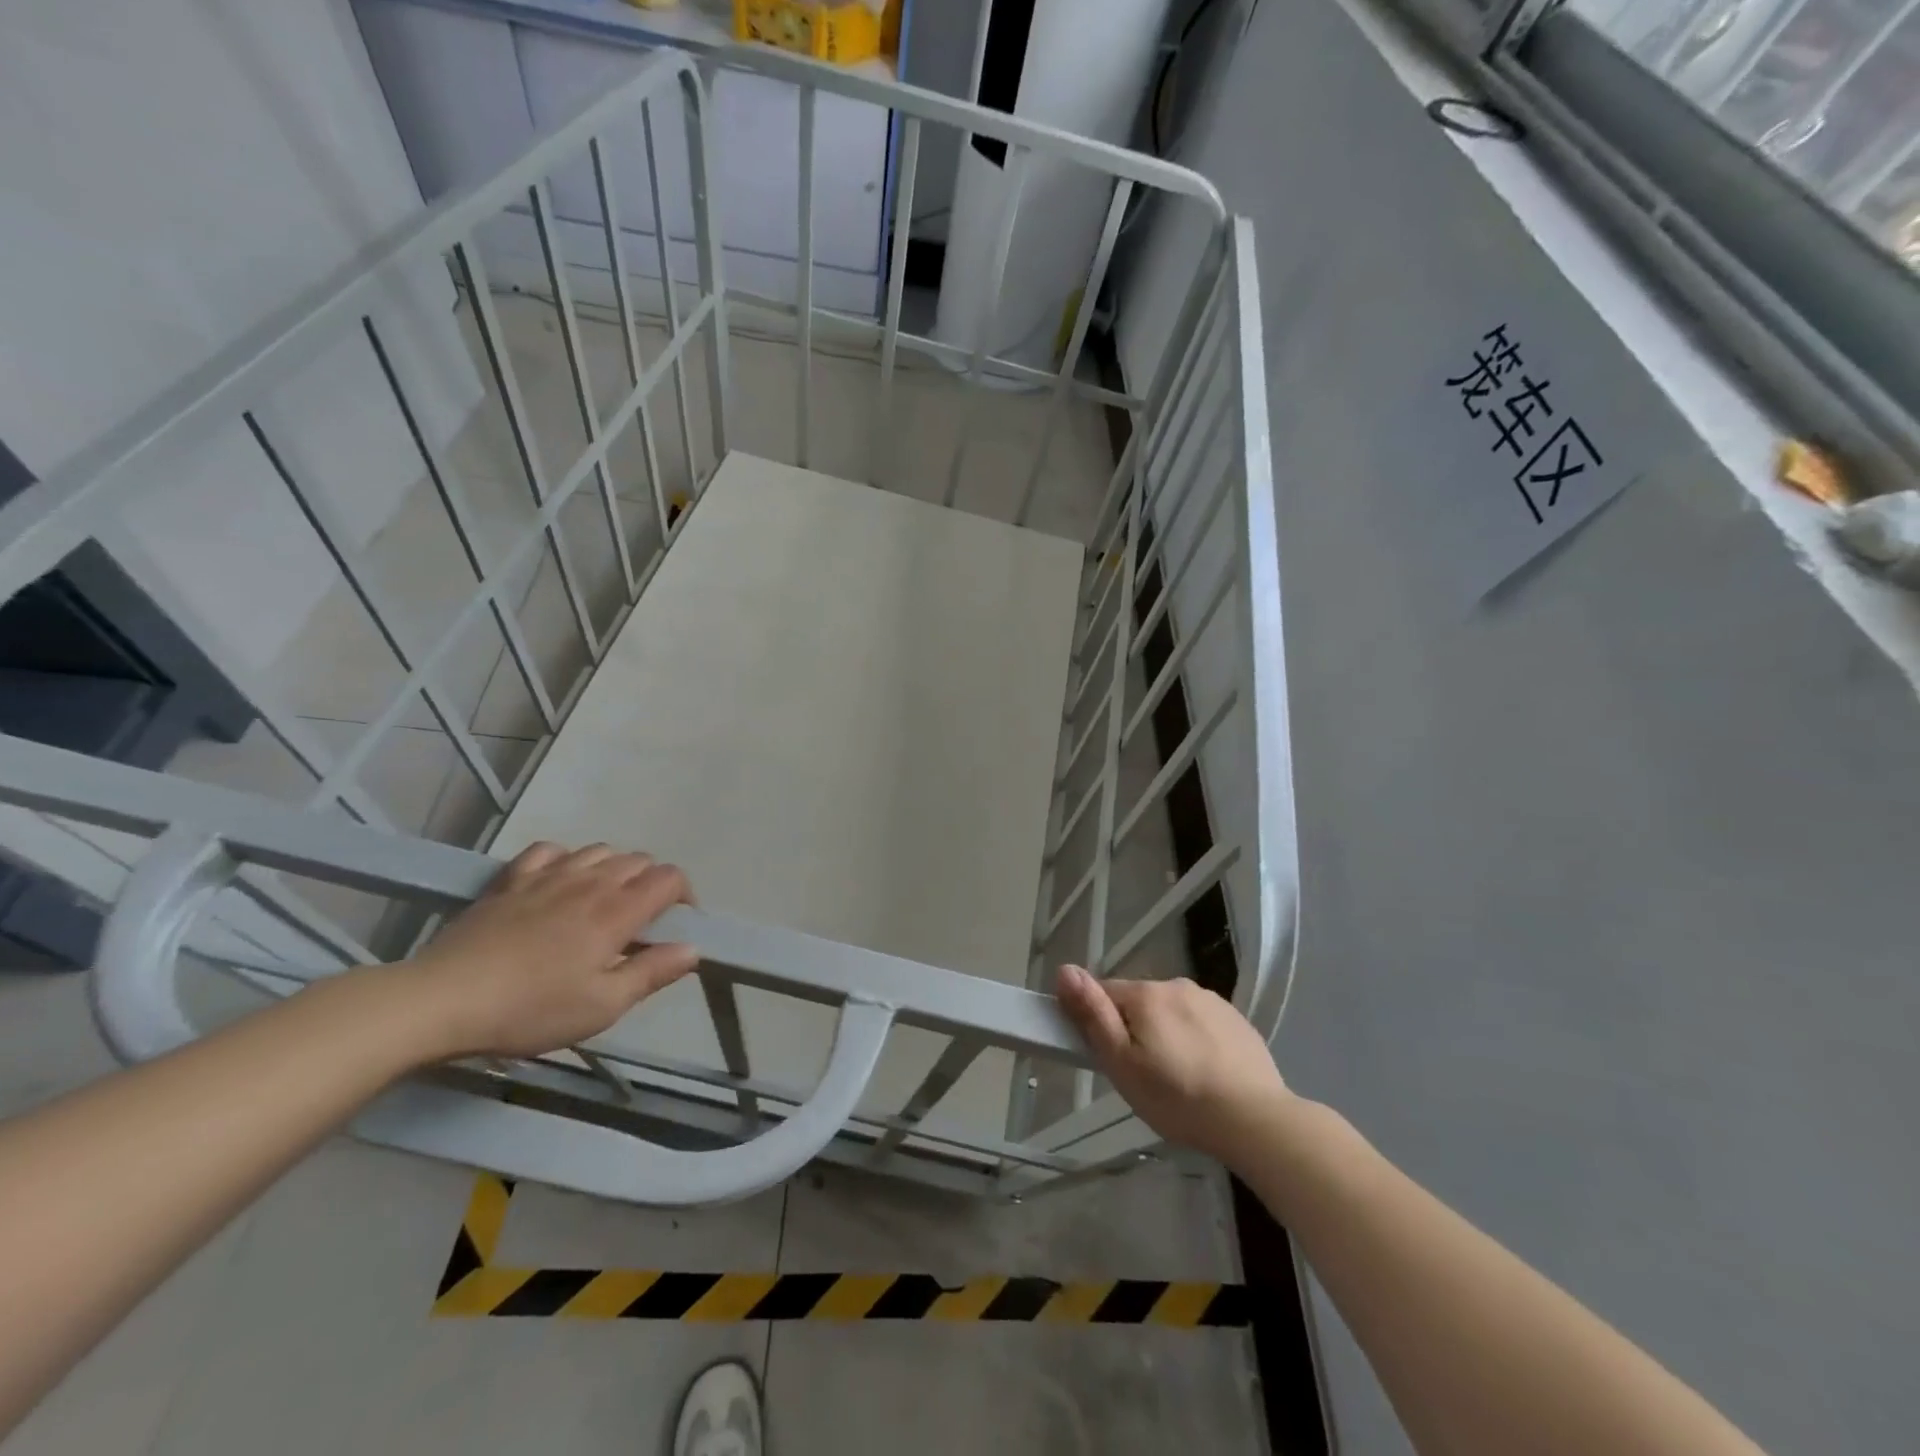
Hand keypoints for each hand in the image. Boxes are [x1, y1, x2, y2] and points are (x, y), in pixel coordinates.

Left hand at [401, 842, 697, 1060]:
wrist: (442, 1000)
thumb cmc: (531, 1009)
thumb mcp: (602, 1006)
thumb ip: (652, 973)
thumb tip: (692, 948)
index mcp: (617, 911)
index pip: (669, 878)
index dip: (684, 894)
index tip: (678, 923)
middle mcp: (590, 882)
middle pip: (639, 860)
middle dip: (652, 883)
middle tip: (642, 922)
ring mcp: (548, 876)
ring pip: (599, 851)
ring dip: (614, 869)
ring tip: (604, 902)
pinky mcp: (511, 880)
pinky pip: (550, 850)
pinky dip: (567, 859)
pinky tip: (560, 880)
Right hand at [1054, 965, 1288, 1162]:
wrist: (1254, 1119)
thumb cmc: (1177, 1097)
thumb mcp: (1122, 1063)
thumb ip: (1092, 1014)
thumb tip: (1065, 969)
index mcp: (1145, 994)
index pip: (1104, 993)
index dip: (1098, 1022)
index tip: (1107, 1056)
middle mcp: (1177, 985)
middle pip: (1139, 1002)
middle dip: (1134, 1029)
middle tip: (1142, 1075)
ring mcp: (1210, 1001)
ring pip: (1171, 1012)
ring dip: (1165, 1033)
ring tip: (1177, 1079)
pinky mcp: (1236, 1020)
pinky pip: (1200, 1023)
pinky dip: (1195, 1041)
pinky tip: (1205, 1073)